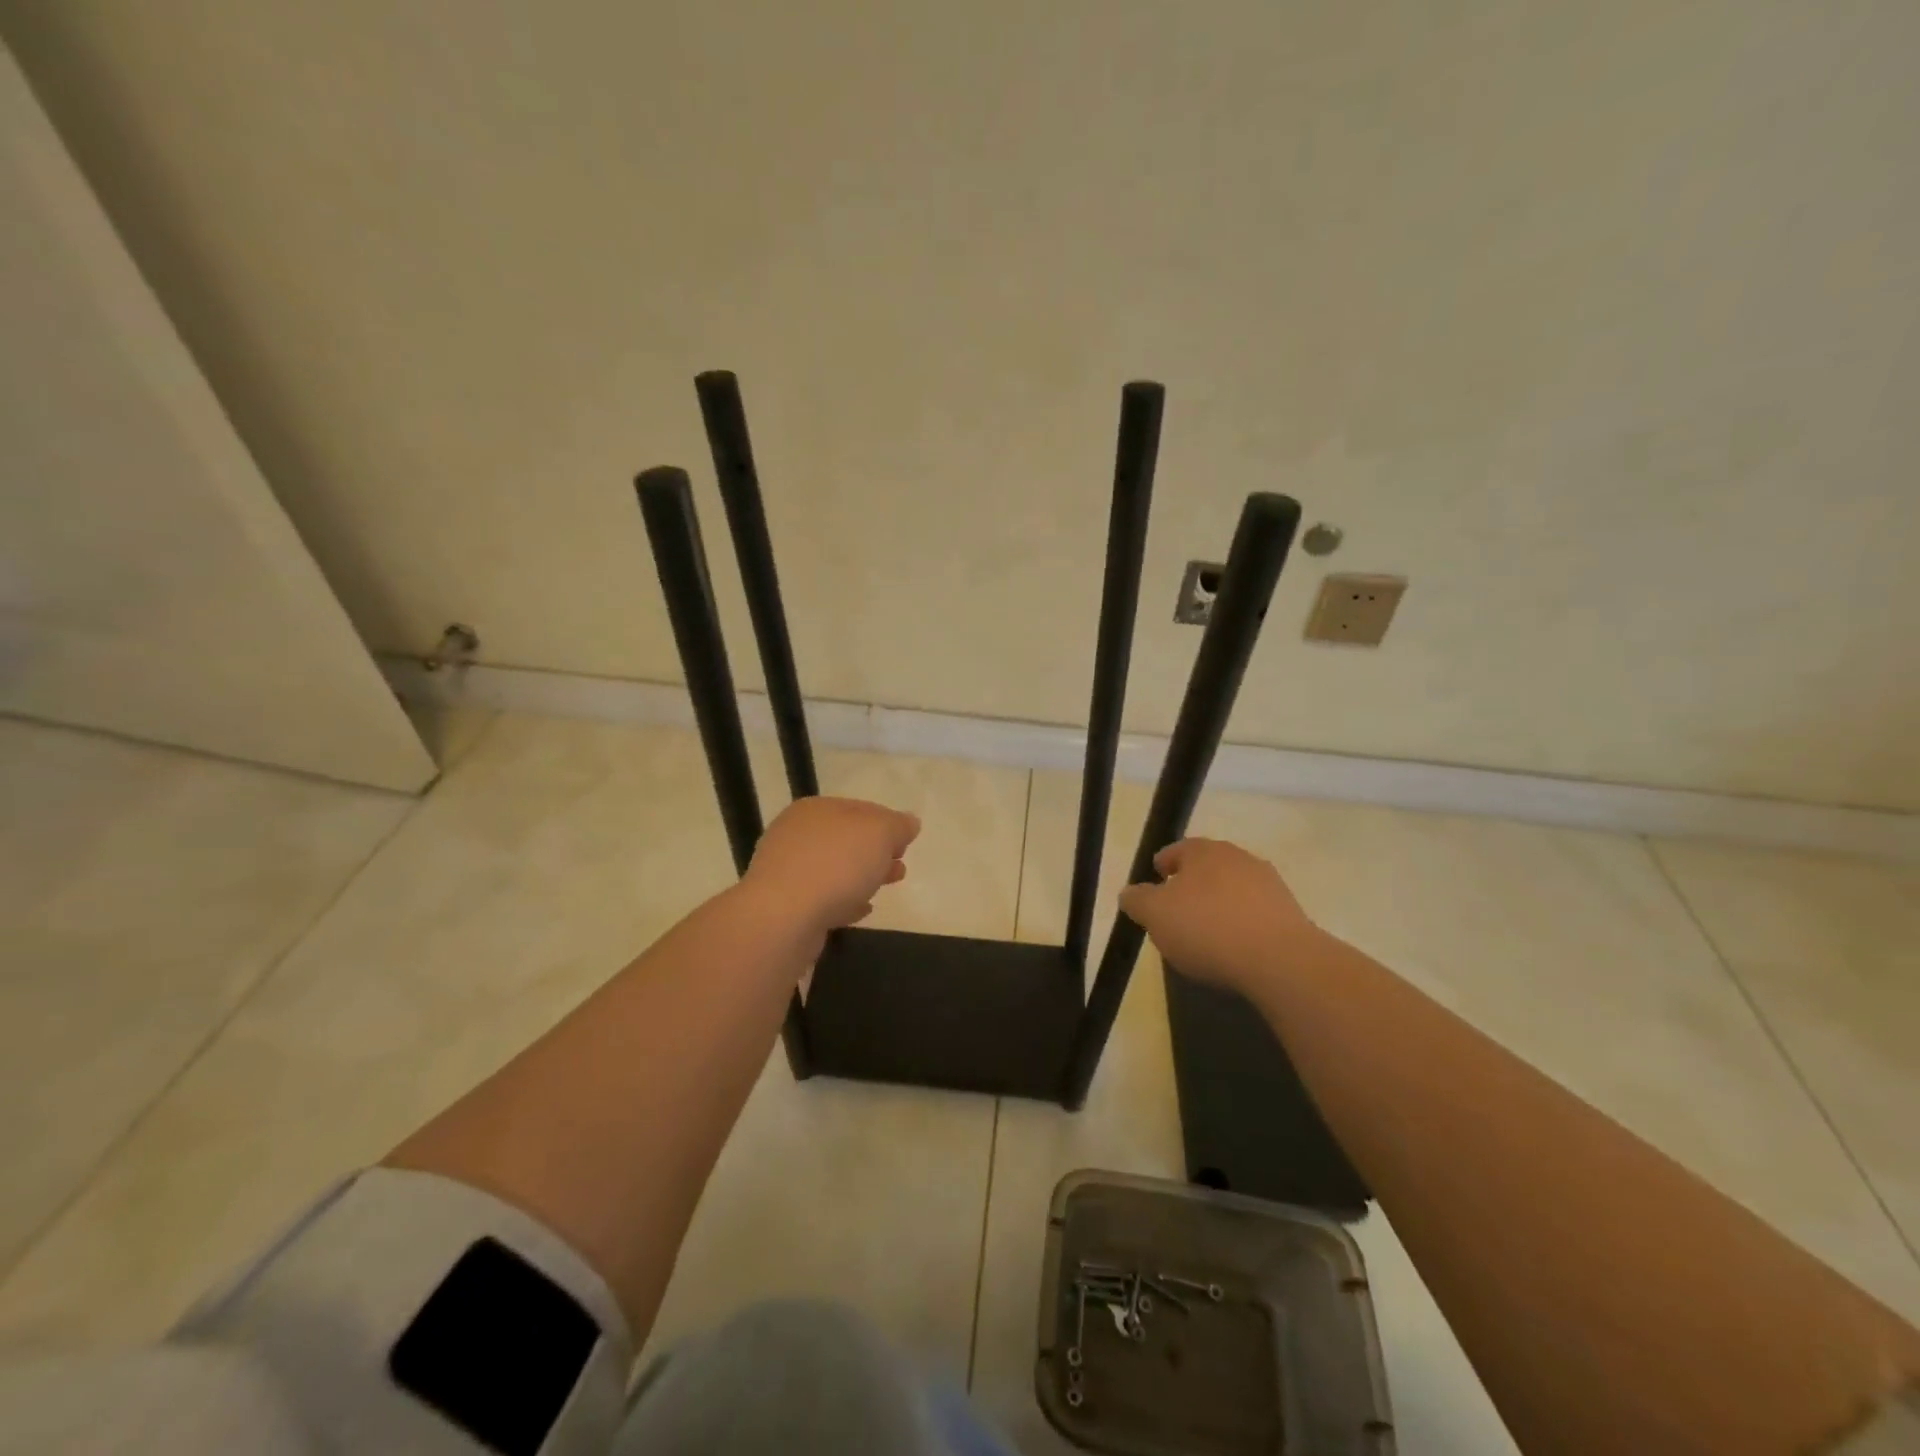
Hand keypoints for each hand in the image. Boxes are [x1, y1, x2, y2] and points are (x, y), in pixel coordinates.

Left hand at [744, 797, 920, 935]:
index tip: (906, 844)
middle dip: (876, 852)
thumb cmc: (836, 864)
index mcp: (815, 809)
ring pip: (834, 869)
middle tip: (900, 867)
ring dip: (862, 876)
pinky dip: (843, 901)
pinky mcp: (784, 906)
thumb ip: (898, 825)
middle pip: (846, 839)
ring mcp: (786, 871)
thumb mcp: (880, 833)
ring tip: (885, 888)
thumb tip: (909, 822)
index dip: (887, 823)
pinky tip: (861, 910)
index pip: (859, 808)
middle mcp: (795, 834)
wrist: (784, 917)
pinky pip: (822, 898)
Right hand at [1118, 838, 1320, 994]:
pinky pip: (1255, 914)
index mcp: (1203, 850)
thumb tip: (1130, 893)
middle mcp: (1238, 857)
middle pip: (1206, 869)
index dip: (1161, 869)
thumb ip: (1136, 900)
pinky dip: (1242, 926)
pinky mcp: (1290, 912)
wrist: (1281, 960)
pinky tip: (1235, 951)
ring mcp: (1269, 883)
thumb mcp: (1154, 915)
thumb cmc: (1207, 928)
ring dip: (1219, 907)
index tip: (1154, 890)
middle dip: (1190, 889)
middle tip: (1176, 916)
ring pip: (1232, 891)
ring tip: (1206, 939)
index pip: (1175, 851)